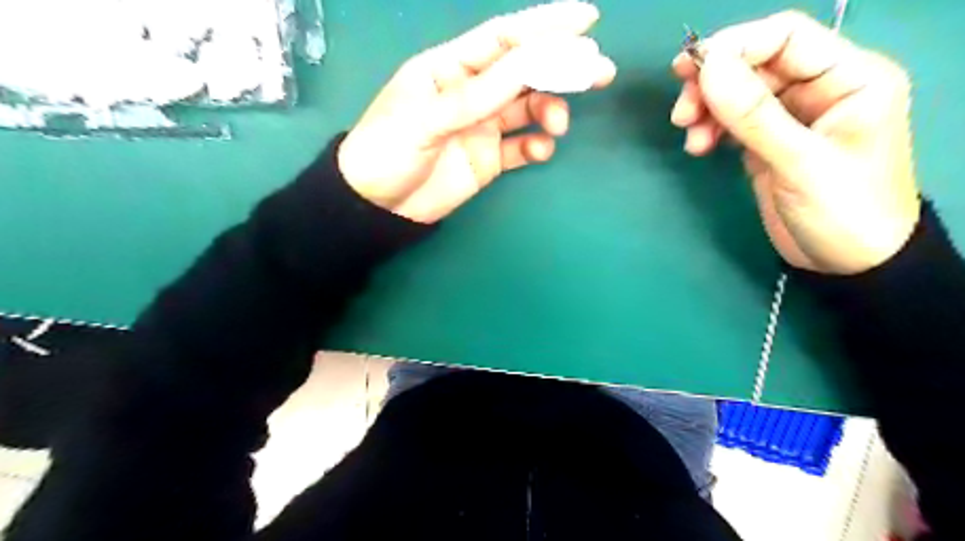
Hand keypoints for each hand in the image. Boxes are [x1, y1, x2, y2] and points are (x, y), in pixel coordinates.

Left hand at [338, 0, 618, 222]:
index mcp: (450, 69)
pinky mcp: (488, 158)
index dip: (544, 26)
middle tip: (599, 72)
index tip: (587, 21)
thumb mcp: (425, 118)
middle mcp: (471, 92)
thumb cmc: (387, 151)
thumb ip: (476, 94)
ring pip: (527, 108)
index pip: (503, 38)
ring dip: (550, 109)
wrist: (378, 206)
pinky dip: (536, 146)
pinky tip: (540, 150)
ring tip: (557, 123)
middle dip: (562, 68)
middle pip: (524, 72)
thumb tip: (530, 62)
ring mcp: (482, 126)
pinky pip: (520, 147)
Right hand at [672, 10, 918, 273]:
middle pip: (754, 64)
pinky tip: (699, 148)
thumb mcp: (800, 162)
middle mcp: (818, 89)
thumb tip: (708, 68)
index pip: (786, 37)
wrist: (847, 263)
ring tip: (690, 137)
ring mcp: (790, 117)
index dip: (735, 47)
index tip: (691, 73)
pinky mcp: (767, 142)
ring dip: (706, 109)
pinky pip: (732, 121)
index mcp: (848, 77)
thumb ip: (754, 115)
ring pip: (737, 93)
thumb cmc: (843, 211)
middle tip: (681, 113)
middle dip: (713, 84)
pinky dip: (710, 129)